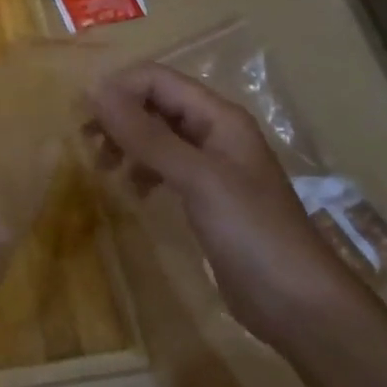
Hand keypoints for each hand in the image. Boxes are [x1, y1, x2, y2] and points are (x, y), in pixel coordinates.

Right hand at [87, 62, 364, 342]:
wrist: (301, 307)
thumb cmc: (252, 232)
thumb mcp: (196, 178)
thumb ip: (146, 134)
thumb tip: (95, 91)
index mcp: (218, 116)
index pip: (157, 79)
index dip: (119, 89)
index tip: (84, 116)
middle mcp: (214, 132)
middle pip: (155, 103)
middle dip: (118, 115)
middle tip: (86, 141)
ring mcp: (211, 166)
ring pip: (157, 134)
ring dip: (126, 141)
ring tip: (102, 166)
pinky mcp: (206, 197)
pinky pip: (164, 166)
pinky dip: (142, 169)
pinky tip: (133, 191)